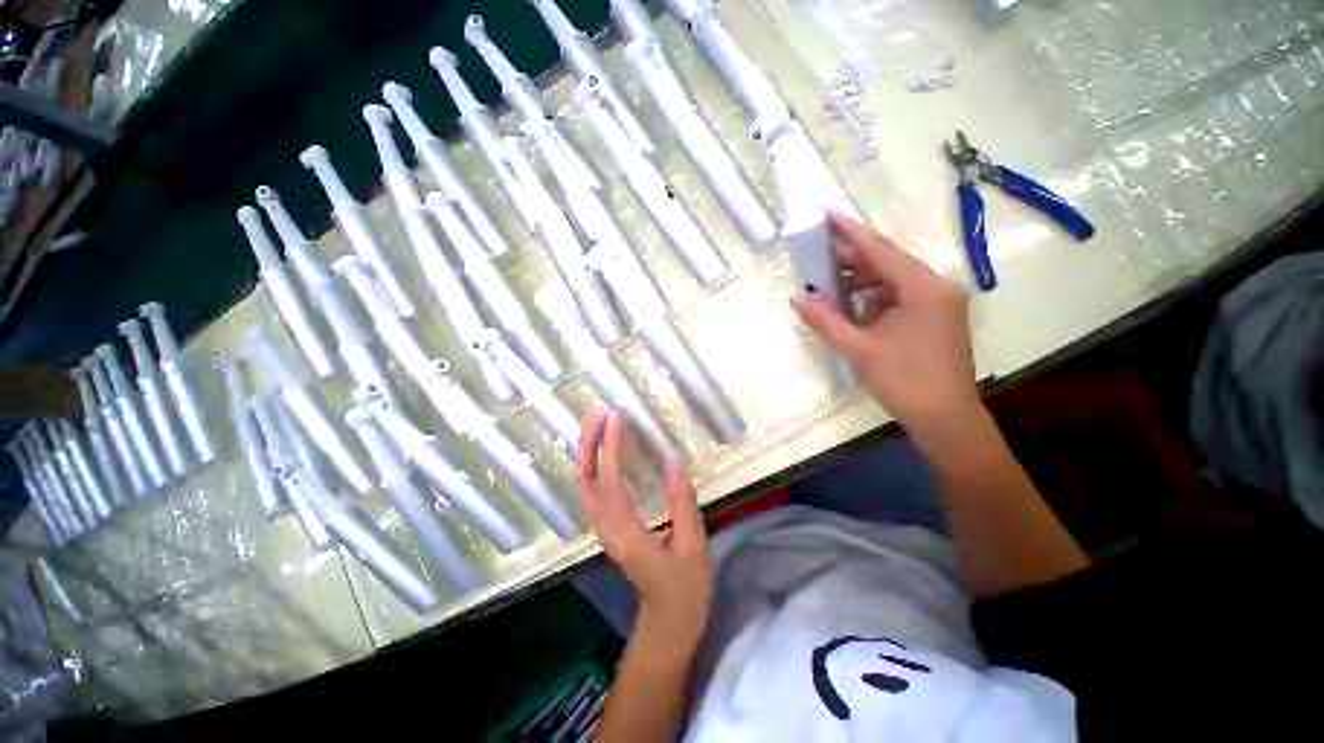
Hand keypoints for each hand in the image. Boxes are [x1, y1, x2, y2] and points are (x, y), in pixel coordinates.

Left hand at [579, 407, 712, 650]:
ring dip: (590, 450)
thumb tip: (674, 457)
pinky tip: (606, 448)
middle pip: (587, 478)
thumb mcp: (693, 542)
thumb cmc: (685, 586)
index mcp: (626, 532)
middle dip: (590, 442)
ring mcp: (604, 527)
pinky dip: (596, 463)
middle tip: (602, 412)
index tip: (617, 418)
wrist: (669, 620)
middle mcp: (607, 527)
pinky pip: (594, 489)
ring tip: (602, 422)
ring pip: (586, 482)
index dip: (611, 447)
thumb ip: (683, 499)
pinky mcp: (609, 526)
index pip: (611, 481)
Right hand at [793, 212, 980, 441]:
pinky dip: (874, 299)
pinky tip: (851, 308)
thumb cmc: (903, 381)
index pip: (880, 250)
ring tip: (828, 285)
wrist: (945, 418)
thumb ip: (826, 320)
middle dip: (851, 260)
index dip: (850, 232)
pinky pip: (900, 297)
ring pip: (892, 281)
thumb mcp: (858, 349)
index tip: (827, 213)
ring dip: (860, 282)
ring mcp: (939, 302)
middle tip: (817, 255)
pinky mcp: (936, 317)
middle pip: (887, 263)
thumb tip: (797, 298)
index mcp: (923, 288)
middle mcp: (936, 286)